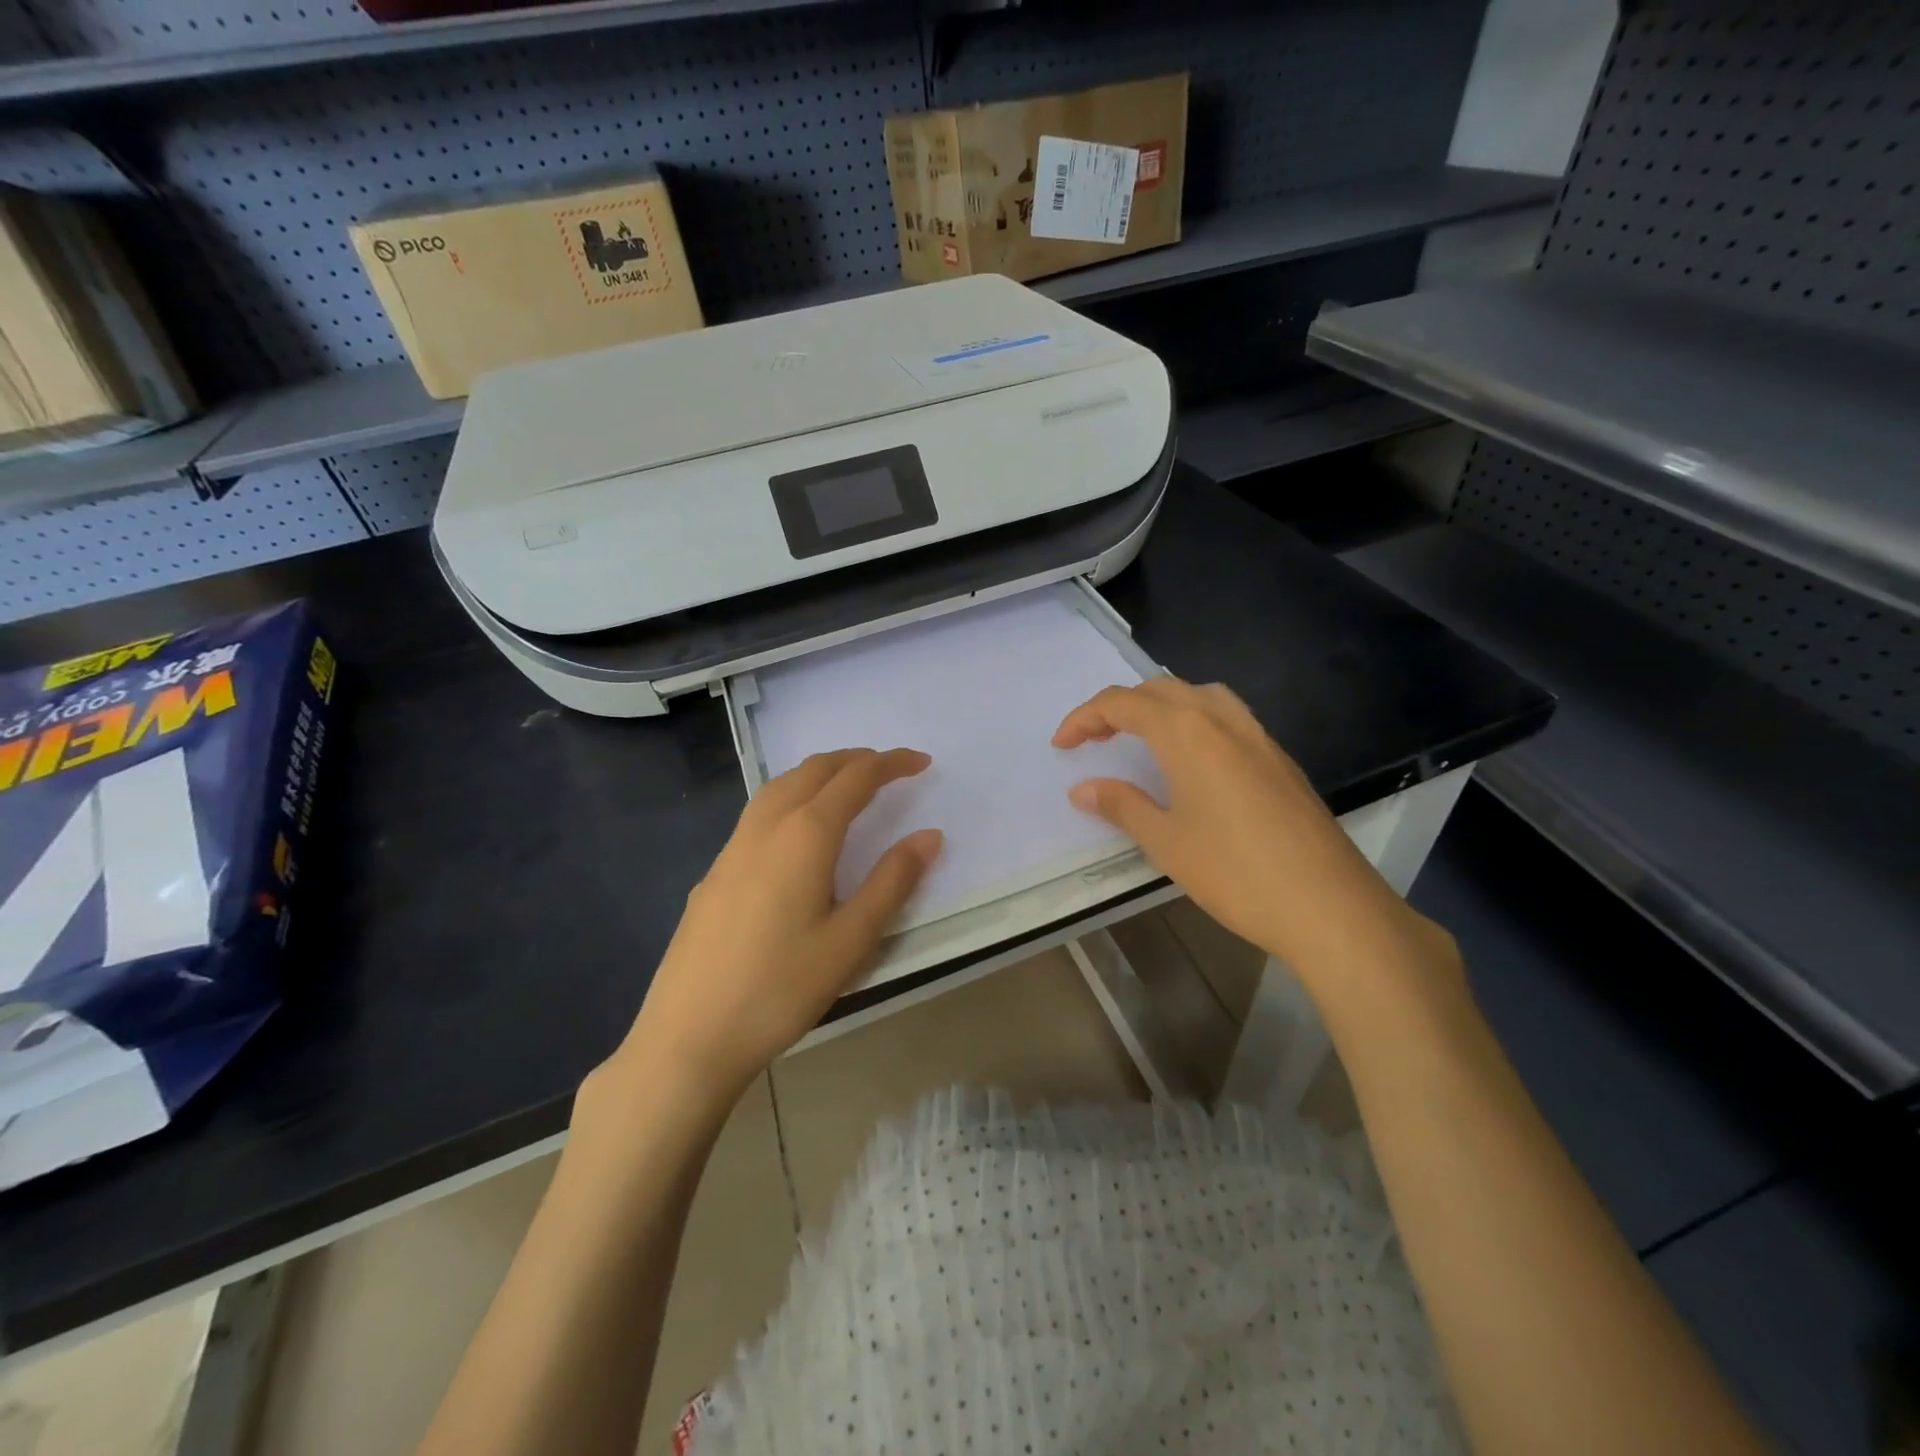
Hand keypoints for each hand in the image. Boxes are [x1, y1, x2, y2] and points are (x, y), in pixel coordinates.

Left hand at [604, 748, 941, 1112]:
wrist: (689, 1036)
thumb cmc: (781, 988)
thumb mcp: (852, 940)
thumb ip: (893, 881)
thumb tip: (929, 835)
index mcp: (805, 835)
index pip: (855, 779)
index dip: (891, 764)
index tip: (922, 762)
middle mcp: (766, 828)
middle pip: (813, 770)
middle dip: (855, 759)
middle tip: (889, 768)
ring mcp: (732, 849)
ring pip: (779, 786)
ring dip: (818, 774)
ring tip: (846, 787)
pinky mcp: (713, 873)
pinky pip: (758, 813)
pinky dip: (790, 797)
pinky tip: (796, 834)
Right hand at [1054, 678, 1455, 990]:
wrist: (1329, 905)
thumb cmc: (1235, 872)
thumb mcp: (1166, 841)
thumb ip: (1122, 805)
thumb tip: (1082, 789)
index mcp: (1187, 732)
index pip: (1122, 703)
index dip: (1084, 718)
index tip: (1062, 745)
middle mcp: (1222, 719)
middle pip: (1160, 690)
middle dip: (1119, 707)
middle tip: (1094, 740)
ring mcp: (1257, 735)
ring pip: (1199, 695)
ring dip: (1160, 706)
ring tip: (1141, 738)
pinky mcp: (1279, 757)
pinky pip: (1227, 716)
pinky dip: (1194, 720)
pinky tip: (1192, 759)